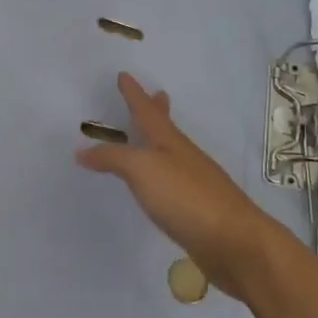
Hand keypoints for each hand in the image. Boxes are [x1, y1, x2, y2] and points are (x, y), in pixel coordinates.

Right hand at [75, 73, 283, 298]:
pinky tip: (159, 185)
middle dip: (158, 111)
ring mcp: (194, 183)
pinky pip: (173, 182)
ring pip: (171, 154)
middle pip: (167, 127)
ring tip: (150, 137)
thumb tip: (83, 151)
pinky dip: (161, 174)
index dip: (134, 94)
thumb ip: (112, 158)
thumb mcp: (142, 170)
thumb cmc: (186, 196)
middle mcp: (183, 157)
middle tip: (158, 94)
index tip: (124, 75)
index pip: (146, 110)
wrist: (235, 242)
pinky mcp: (198, 210)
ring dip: (159, 141)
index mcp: (169, 141)